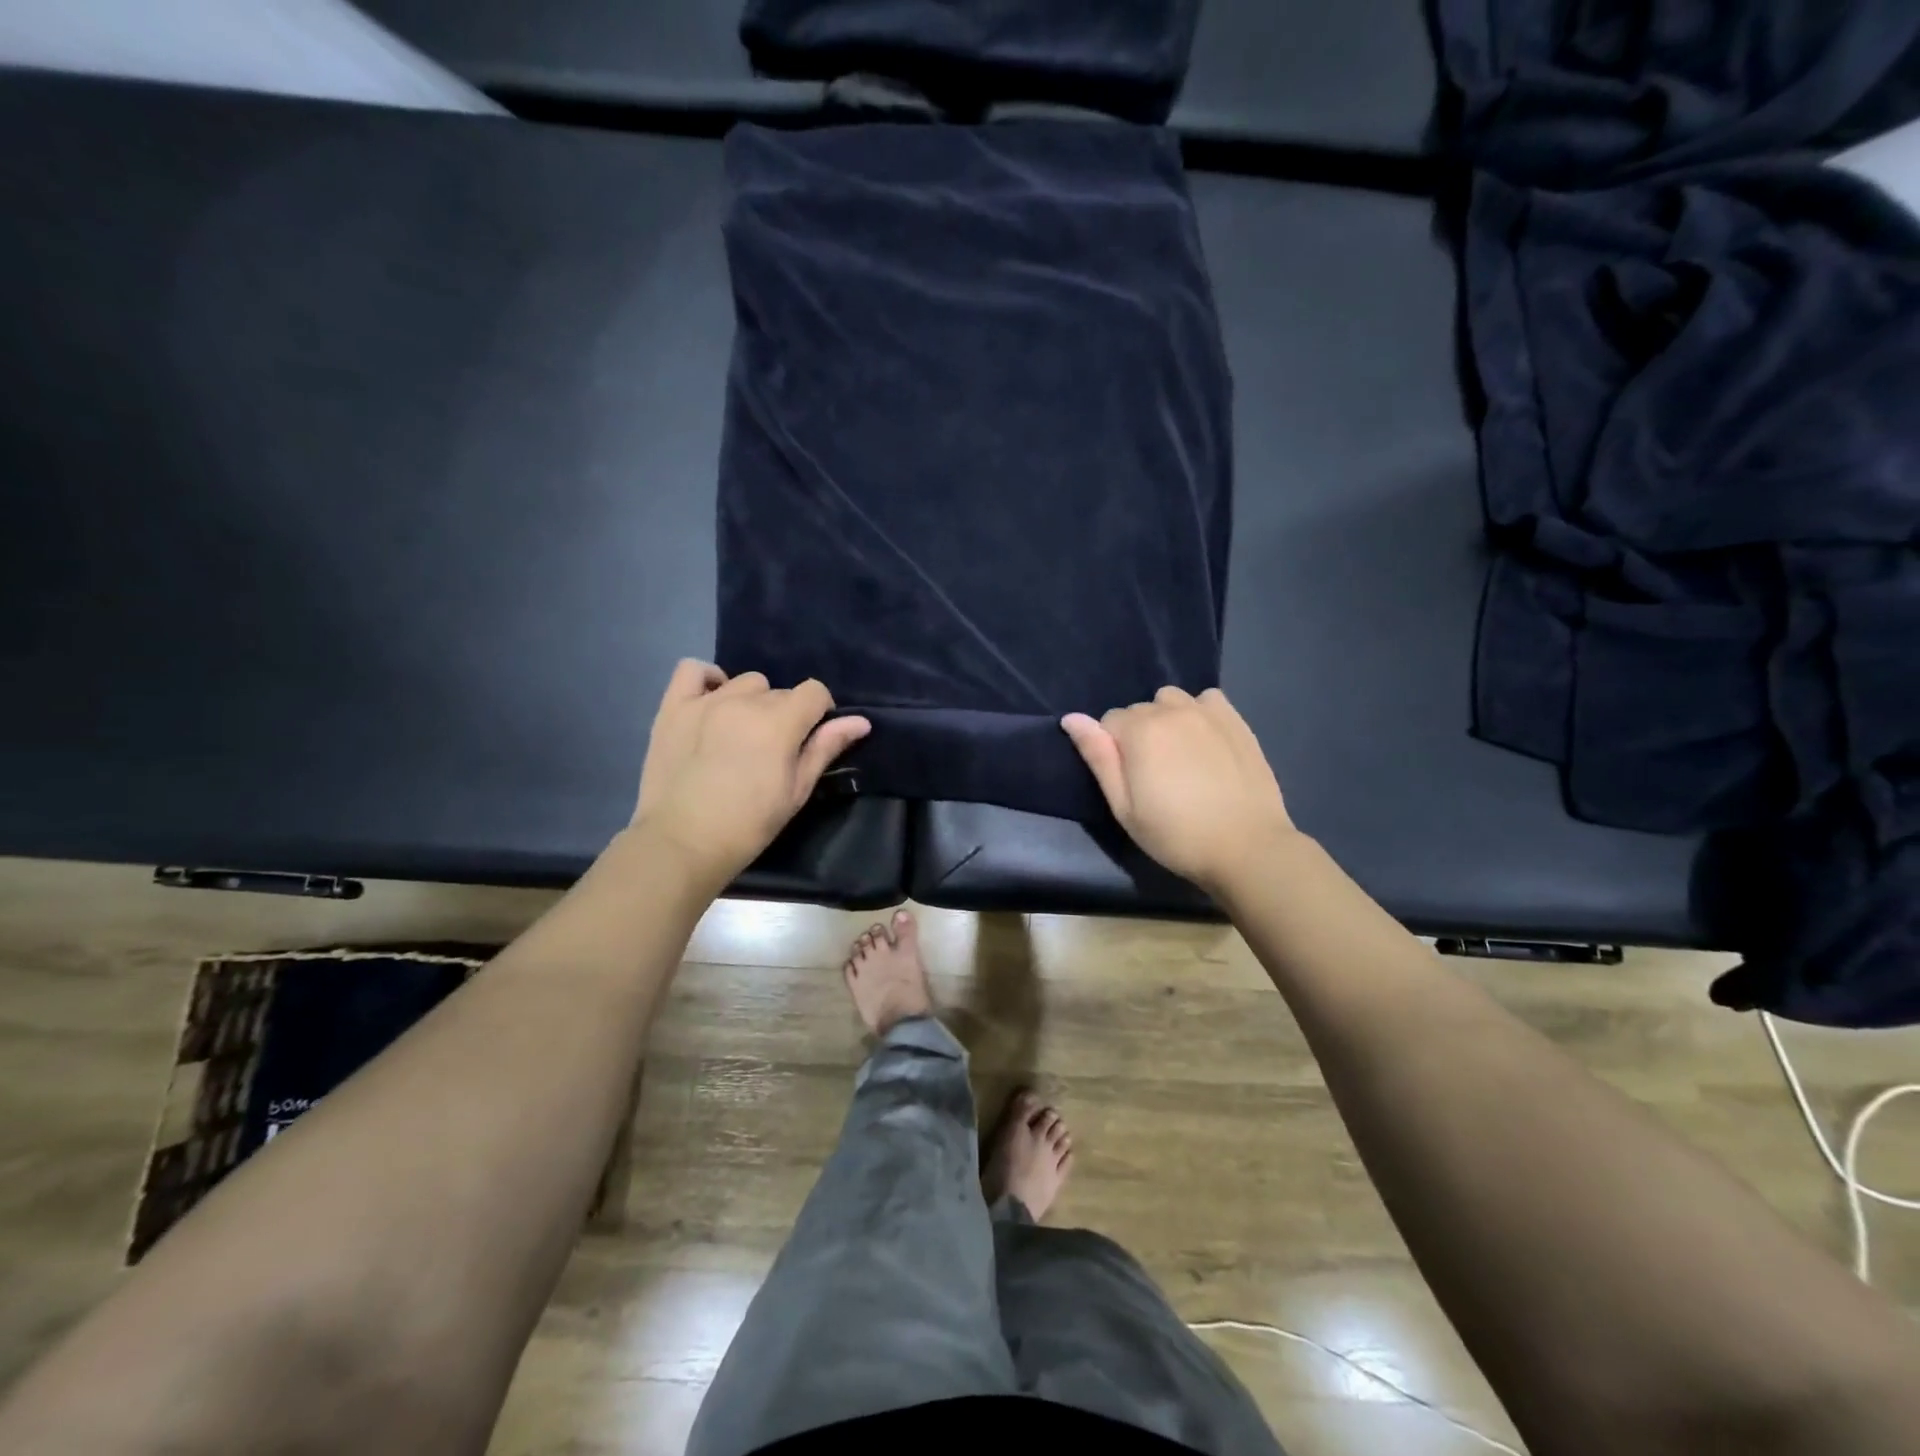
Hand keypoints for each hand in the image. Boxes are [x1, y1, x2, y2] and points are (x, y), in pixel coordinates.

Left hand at [631, 661, 869, 885]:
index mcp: (779, 722)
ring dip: (750, 701)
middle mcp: (744, 701)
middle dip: (784, 714)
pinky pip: (692, 670)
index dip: (820, 712)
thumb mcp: (796, 790)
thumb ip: (826, 748)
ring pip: (743, 682)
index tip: (810, 739)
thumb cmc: (749, 824)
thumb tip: (861, 721)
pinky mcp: (673, 708)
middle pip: (779, 691)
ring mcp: (705, 701)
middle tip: (772, 750)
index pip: (815, 691)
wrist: (682, 843)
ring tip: (740, 733)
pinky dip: (707, 680)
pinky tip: (711, 702)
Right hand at [1062, 687, 1294, 894]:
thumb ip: (1098, 757)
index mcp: (1139, 730)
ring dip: (1167, 719)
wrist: (1246, 847)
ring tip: (1179, 755)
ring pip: (1171, 700)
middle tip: (1154, 776)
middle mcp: (1171, 710)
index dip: (1112, 751)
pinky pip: (1207, 699)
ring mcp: (1207, 712)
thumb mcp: (1124, 807)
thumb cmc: (1176, 834)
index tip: (1130, 782)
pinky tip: (1206, 741)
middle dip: (1138, 735)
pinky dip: (1199, 712)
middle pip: (1139, 710)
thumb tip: (1071, 719)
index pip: (1108, 722)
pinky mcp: (1236, 721)